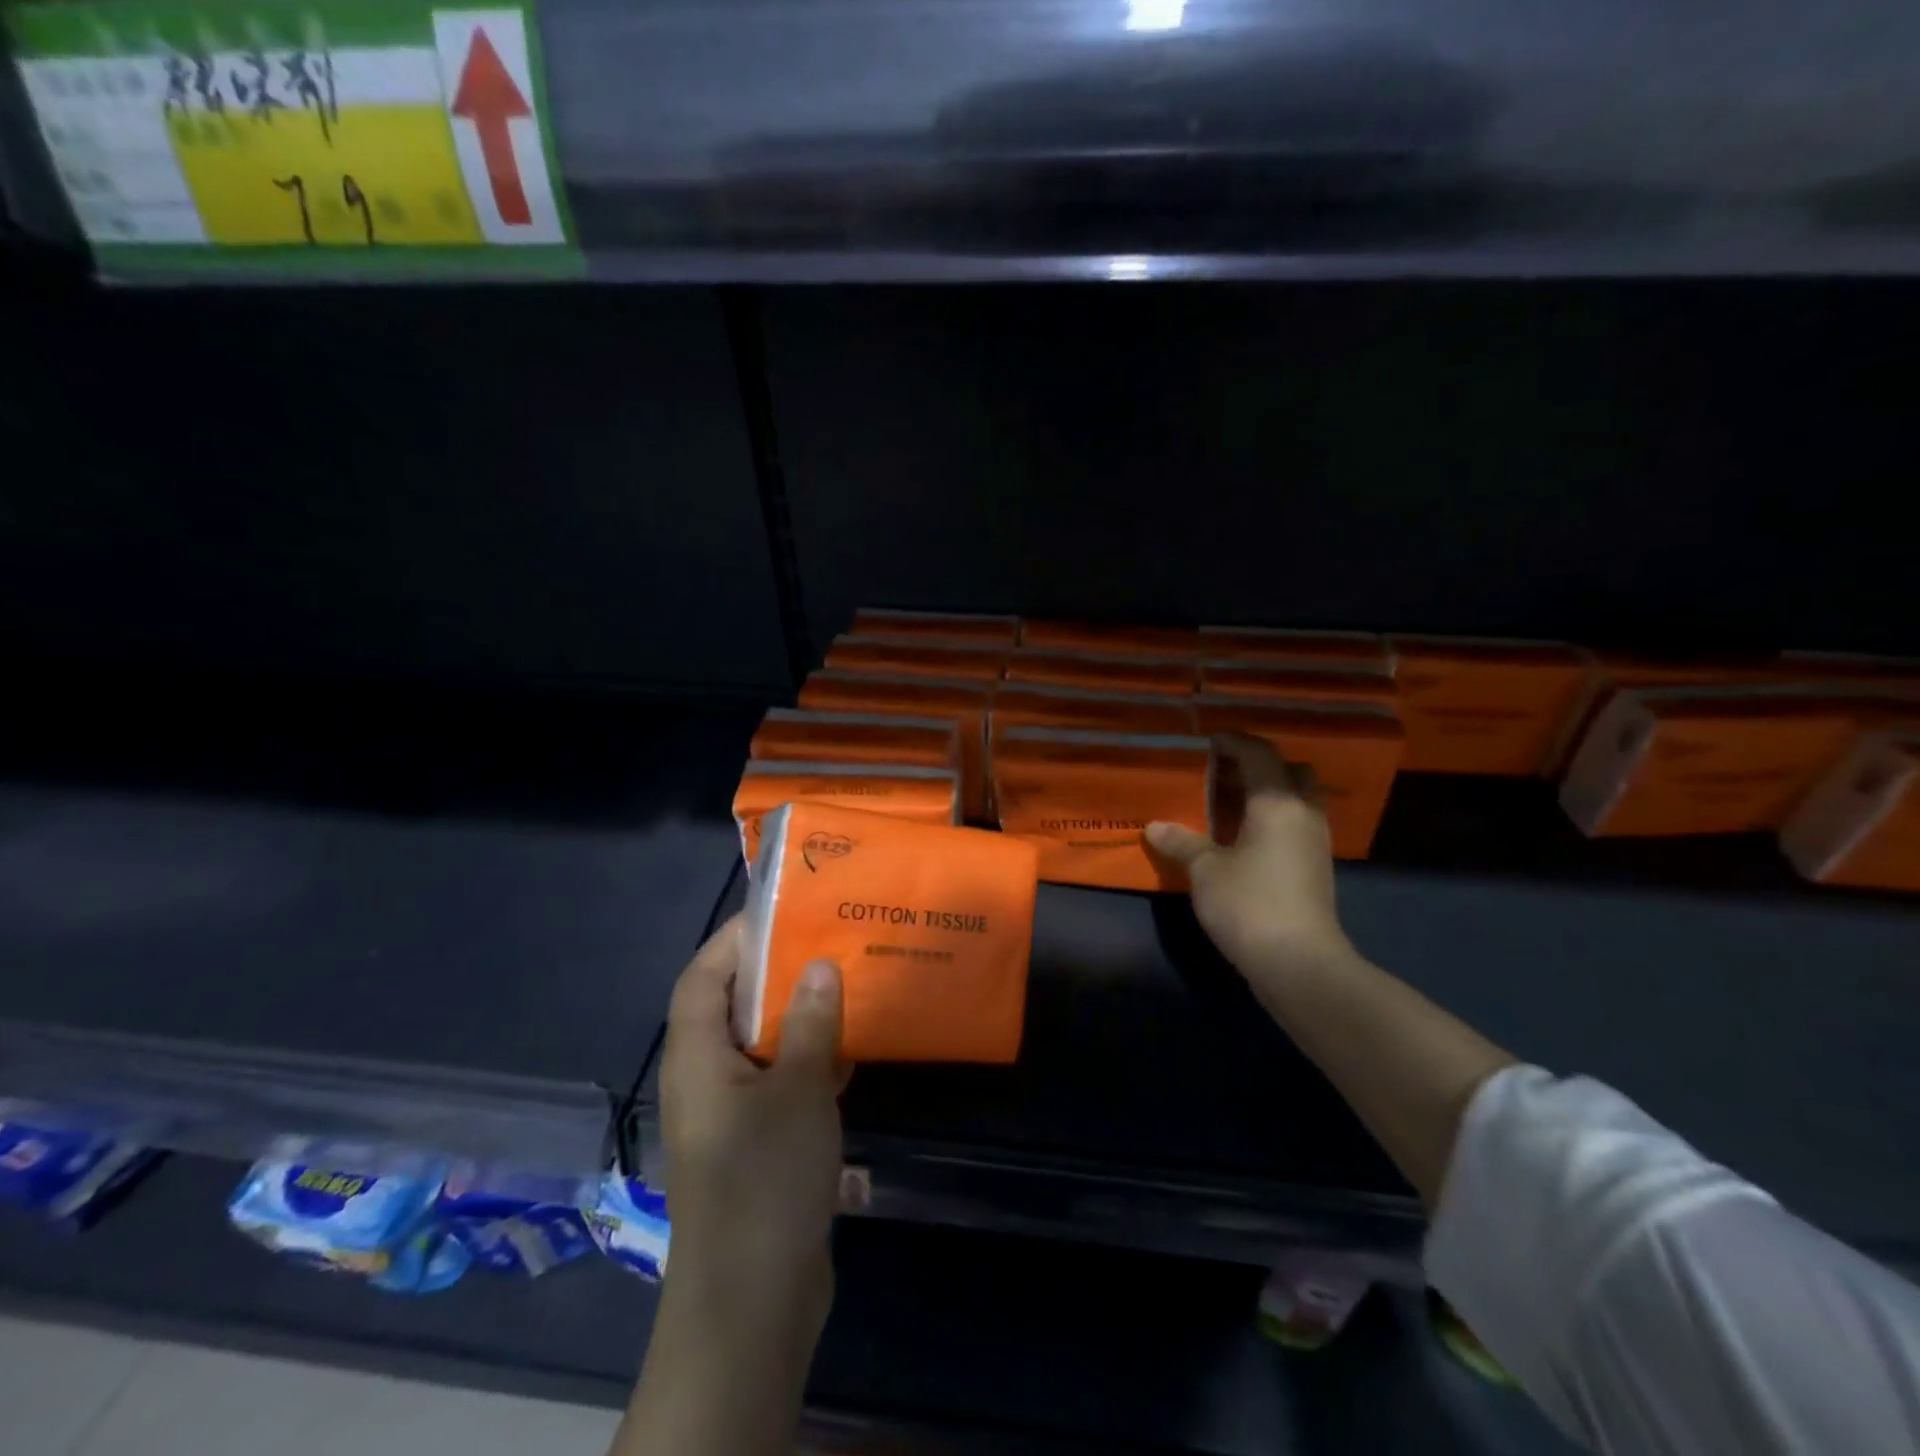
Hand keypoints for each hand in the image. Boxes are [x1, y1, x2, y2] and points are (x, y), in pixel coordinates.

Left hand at [657, 915, 846, 1356]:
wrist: (754, 1302)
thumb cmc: (765, 1181)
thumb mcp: (797, 1091)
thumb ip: (810, 1024)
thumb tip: (819, 966)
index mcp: (697, 1058)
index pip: (702, 976)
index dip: (735, 939)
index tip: (784, 911)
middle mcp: (706, 1078)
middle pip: (733, 1005)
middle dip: (776, 972)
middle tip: (827, 941)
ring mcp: (732, 1114)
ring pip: (762, 1043)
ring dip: (799, 1015)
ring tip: (847, 981)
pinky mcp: (758, 1143)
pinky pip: (781, 1081)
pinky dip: (810, 1058)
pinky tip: (853, 1048)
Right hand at [1146, 734, 1357, 990]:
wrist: (1299, 964)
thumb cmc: (1249, 904)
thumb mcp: (1204, 870)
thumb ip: (1181, 842)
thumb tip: (1156, 827)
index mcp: (1277, 802)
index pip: (1259, 754)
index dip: (1233, 742)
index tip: (1208, 742)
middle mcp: (1303, 814)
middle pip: (1292, 771)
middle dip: (1261, 766)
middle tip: (1224, 773)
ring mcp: (1316, 843)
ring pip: (1298, 800)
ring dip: (1270, 794)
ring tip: (1231, 804)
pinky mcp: (1316, 869)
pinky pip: (1296, 826)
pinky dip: (1274, 820)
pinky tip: (1245, 838)